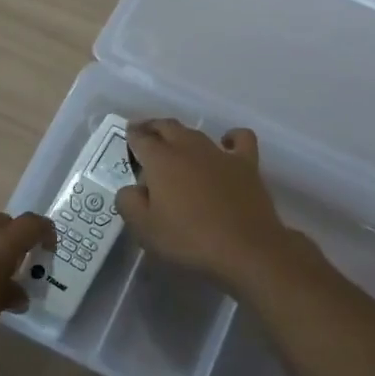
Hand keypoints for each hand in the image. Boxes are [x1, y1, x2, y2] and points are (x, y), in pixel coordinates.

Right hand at [114, 119, 318, 292]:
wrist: (246, 248)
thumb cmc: (190, 240)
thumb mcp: (145, 229)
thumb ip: (129, 203)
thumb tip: (130, 189)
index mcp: (161, 160)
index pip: (141, 138)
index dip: (131, 135)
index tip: (127, 135)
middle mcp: (189, 147)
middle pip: (167, 126)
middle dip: (153, 127)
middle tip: (146, 132)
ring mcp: (220, 153)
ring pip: (197, 132)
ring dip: (183, 134)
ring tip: (176, 143)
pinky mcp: (247, 163)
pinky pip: (240, 139)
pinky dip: (231, 137)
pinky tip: (226, 144)